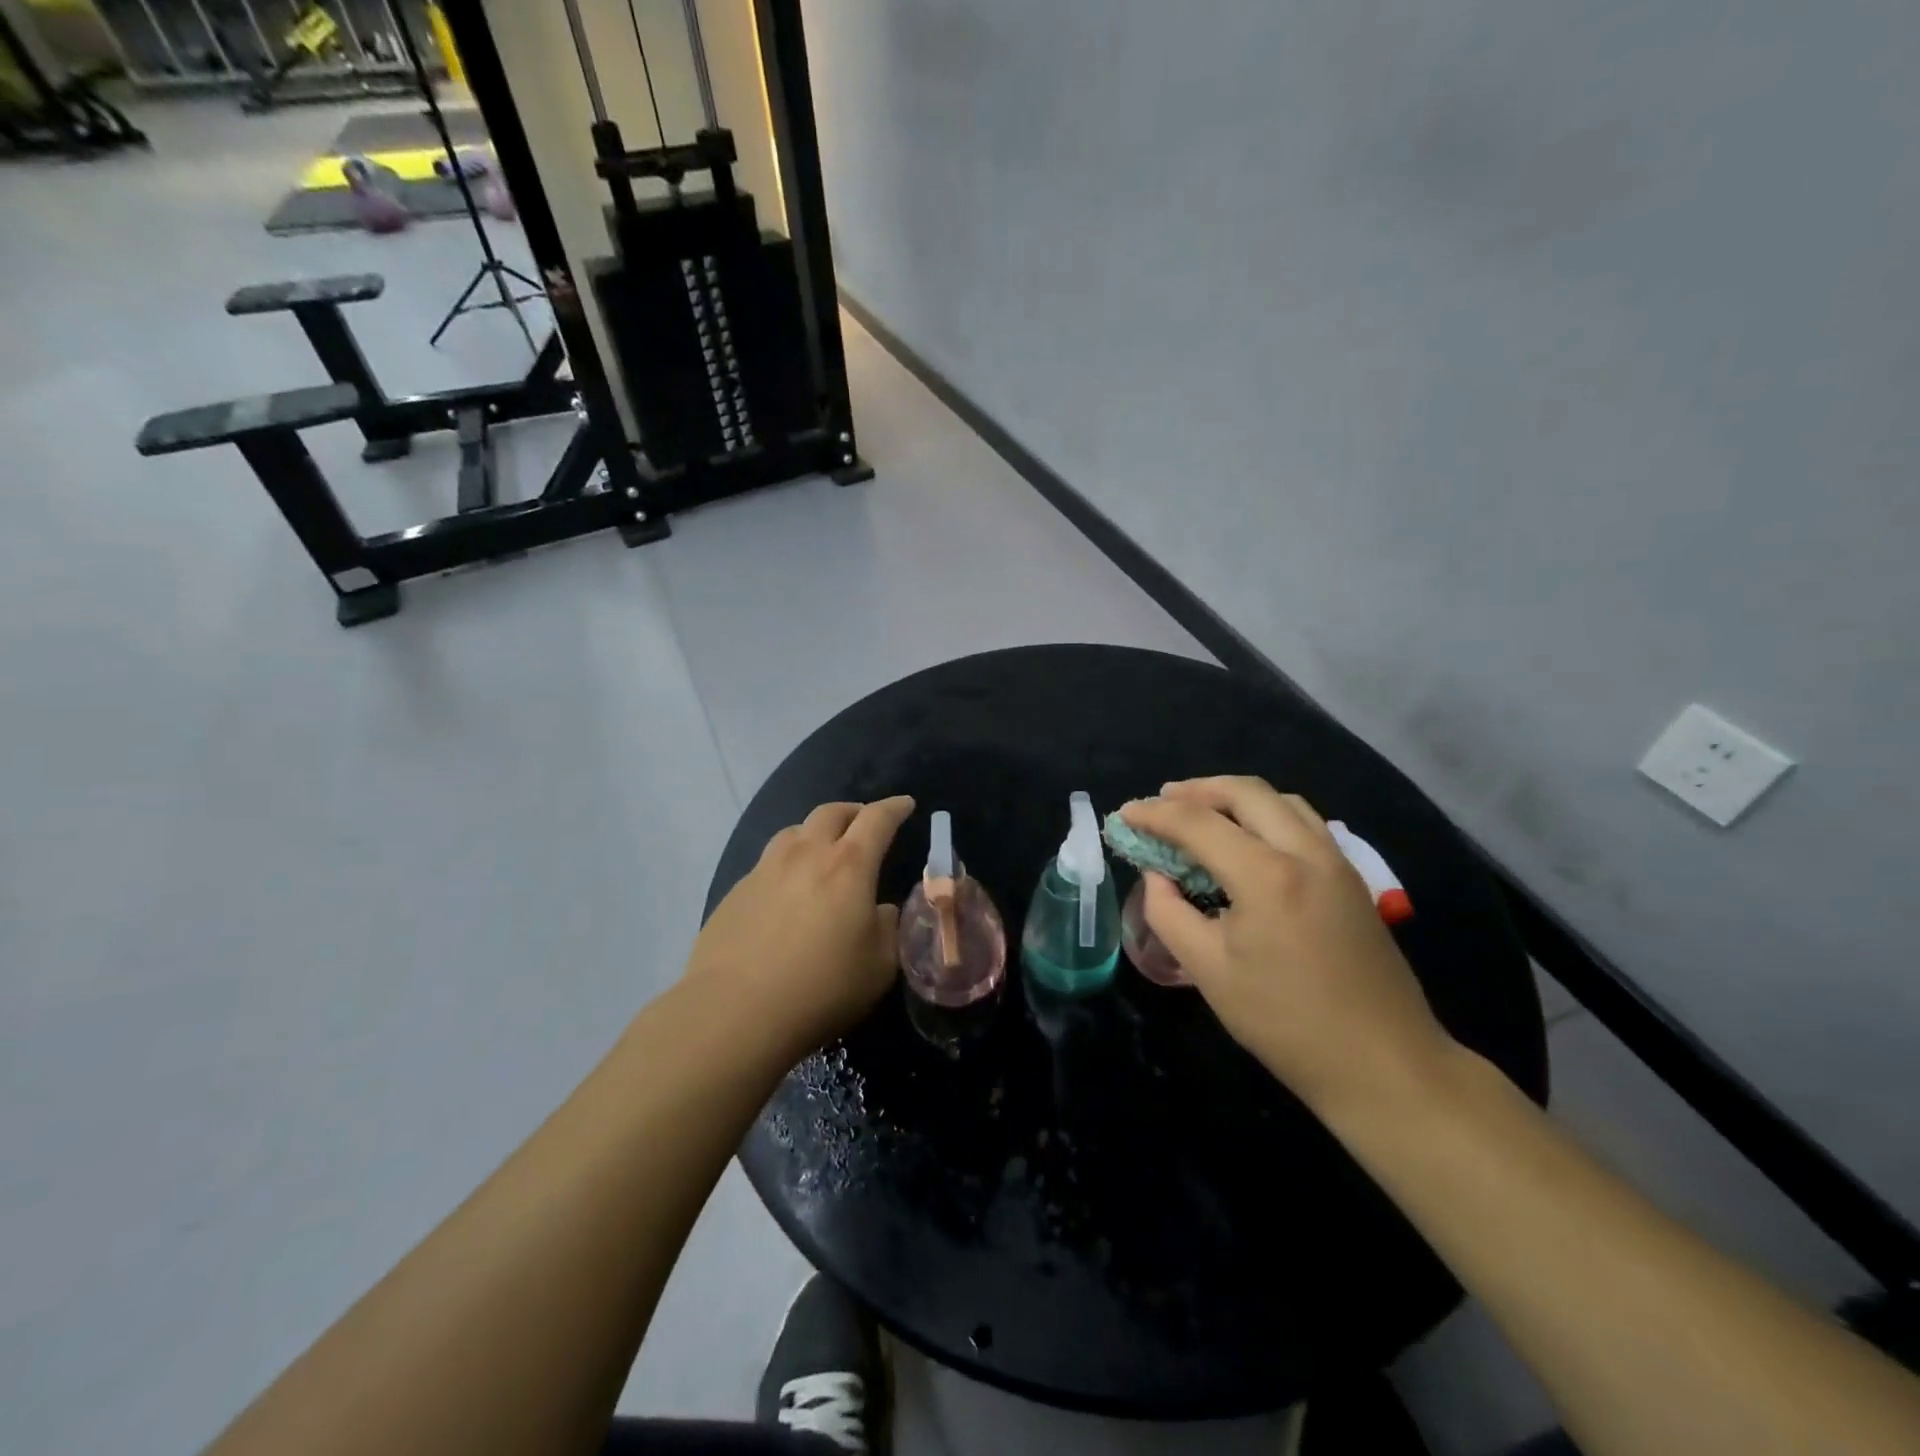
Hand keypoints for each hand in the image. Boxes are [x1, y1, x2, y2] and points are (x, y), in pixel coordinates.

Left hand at [685, 797, 914, 1061]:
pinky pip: (768, 863)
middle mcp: (806, 854)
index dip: (895, 808)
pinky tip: (787, 893)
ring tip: (823, 850)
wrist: (734, 1012)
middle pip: (832, 812)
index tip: (905, 804)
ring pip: (795, 831)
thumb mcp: (879, 966)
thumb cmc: (821, 988)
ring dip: (816, 832)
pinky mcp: (736, 892)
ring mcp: (765, 870)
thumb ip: (887, 928)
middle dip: (854, 812)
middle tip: (865, 823)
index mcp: (848, 866)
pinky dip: (787, 865)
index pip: (877, 819)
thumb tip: (880, 910)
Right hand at [1121, 778, 1455, 1112]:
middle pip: (1246, 792)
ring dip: (1235, 796)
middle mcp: (1305, 852)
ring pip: (1281, 800)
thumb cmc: (1285, 1022)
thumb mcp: (1209, 971)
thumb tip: (1156, 876)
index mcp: (1266, 875)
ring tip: (1201, 811)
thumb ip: (1169, 913)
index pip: (1198, 823)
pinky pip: (1303, 821)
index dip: (1155, 814)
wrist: (1383, 1064)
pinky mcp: (1351, 879)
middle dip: (1197, 790)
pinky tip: (1249, 838)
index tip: (1125, 813)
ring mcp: (1336, 862)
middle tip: (1162, 801)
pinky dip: (1266, 813)